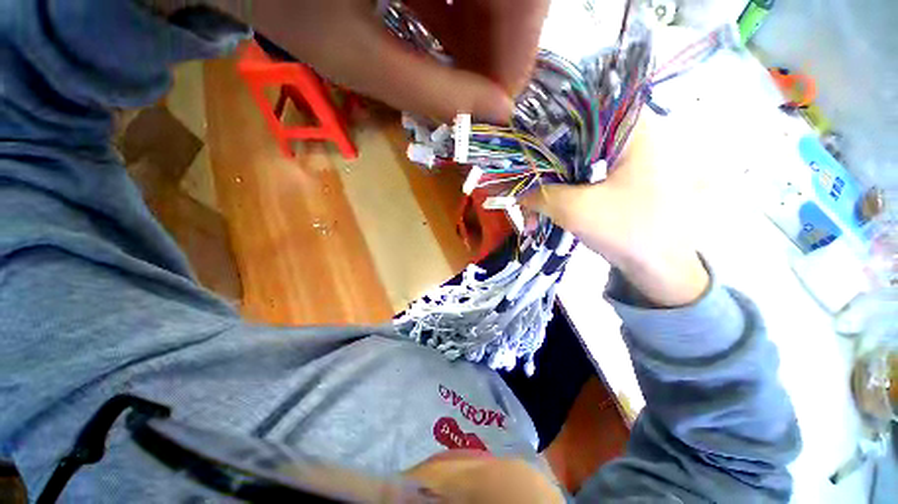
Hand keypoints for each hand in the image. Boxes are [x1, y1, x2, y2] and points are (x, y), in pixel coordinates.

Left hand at [244, 0, 548, 122]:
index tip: (501, 105)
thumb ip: (430, 91)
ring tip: (465, 79)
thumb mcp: (354, 54)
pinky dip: (462, 14)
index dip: (518, 54)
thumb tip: (495, 117)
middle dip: (500, 50)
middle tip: (483, 99)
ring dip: (482, 37)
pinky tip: (447, 43)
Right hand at [520, 114, 709, 306]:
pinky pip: (583, 177)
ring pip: (575, 162)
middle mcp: (632, 134)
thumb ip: (537, 194)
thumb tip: (508, 188)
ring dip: (550, 186)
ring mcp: (628, 157)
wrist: (662, 269)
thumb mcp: (575, 210)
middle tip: (522, 190)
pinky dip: (563, 192)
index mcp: (632, 128)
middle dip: (543, 169)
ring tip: (533, 212)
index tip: (520, 153)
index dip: (542, 129)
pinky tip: (548, 211)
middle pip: (573, 139)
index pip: (576, 111)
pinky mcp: (621, 178)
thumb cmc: (628, 232)